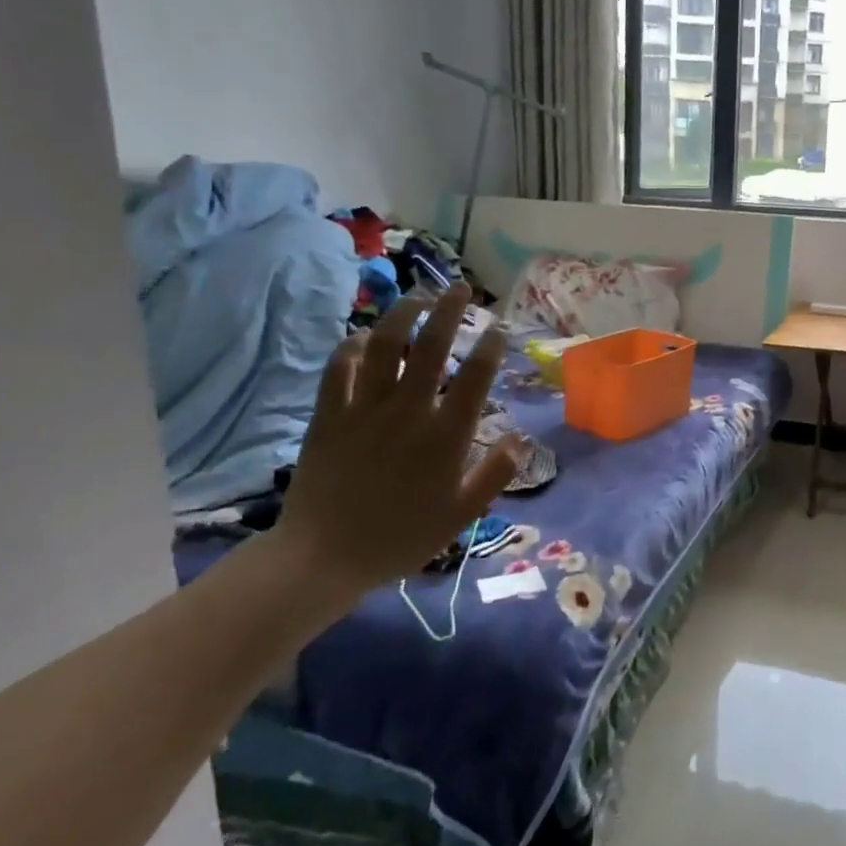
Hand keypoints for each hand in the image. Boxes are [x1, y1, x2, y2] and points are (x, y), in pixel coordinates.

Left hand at [272, 284, 520, 604]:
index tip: (499, 328)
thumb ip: (496, 474)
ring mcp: (365, 408)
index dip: (491, 346)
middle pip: (431, 346)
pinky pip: (339, 367)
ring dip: (401, 314)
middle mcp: (408, 410)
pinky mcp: (329, 414)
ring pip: (384, 345)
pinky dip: (352, 345)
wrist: (323, 557)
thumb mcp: (462, 514)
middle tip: (459, 288)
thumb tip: (521, 438)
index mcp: (446, 435)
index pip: (475, 376)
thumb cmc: (401, 537)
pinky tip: (363, 337)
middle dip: (448, 310)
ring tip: (416, 296)